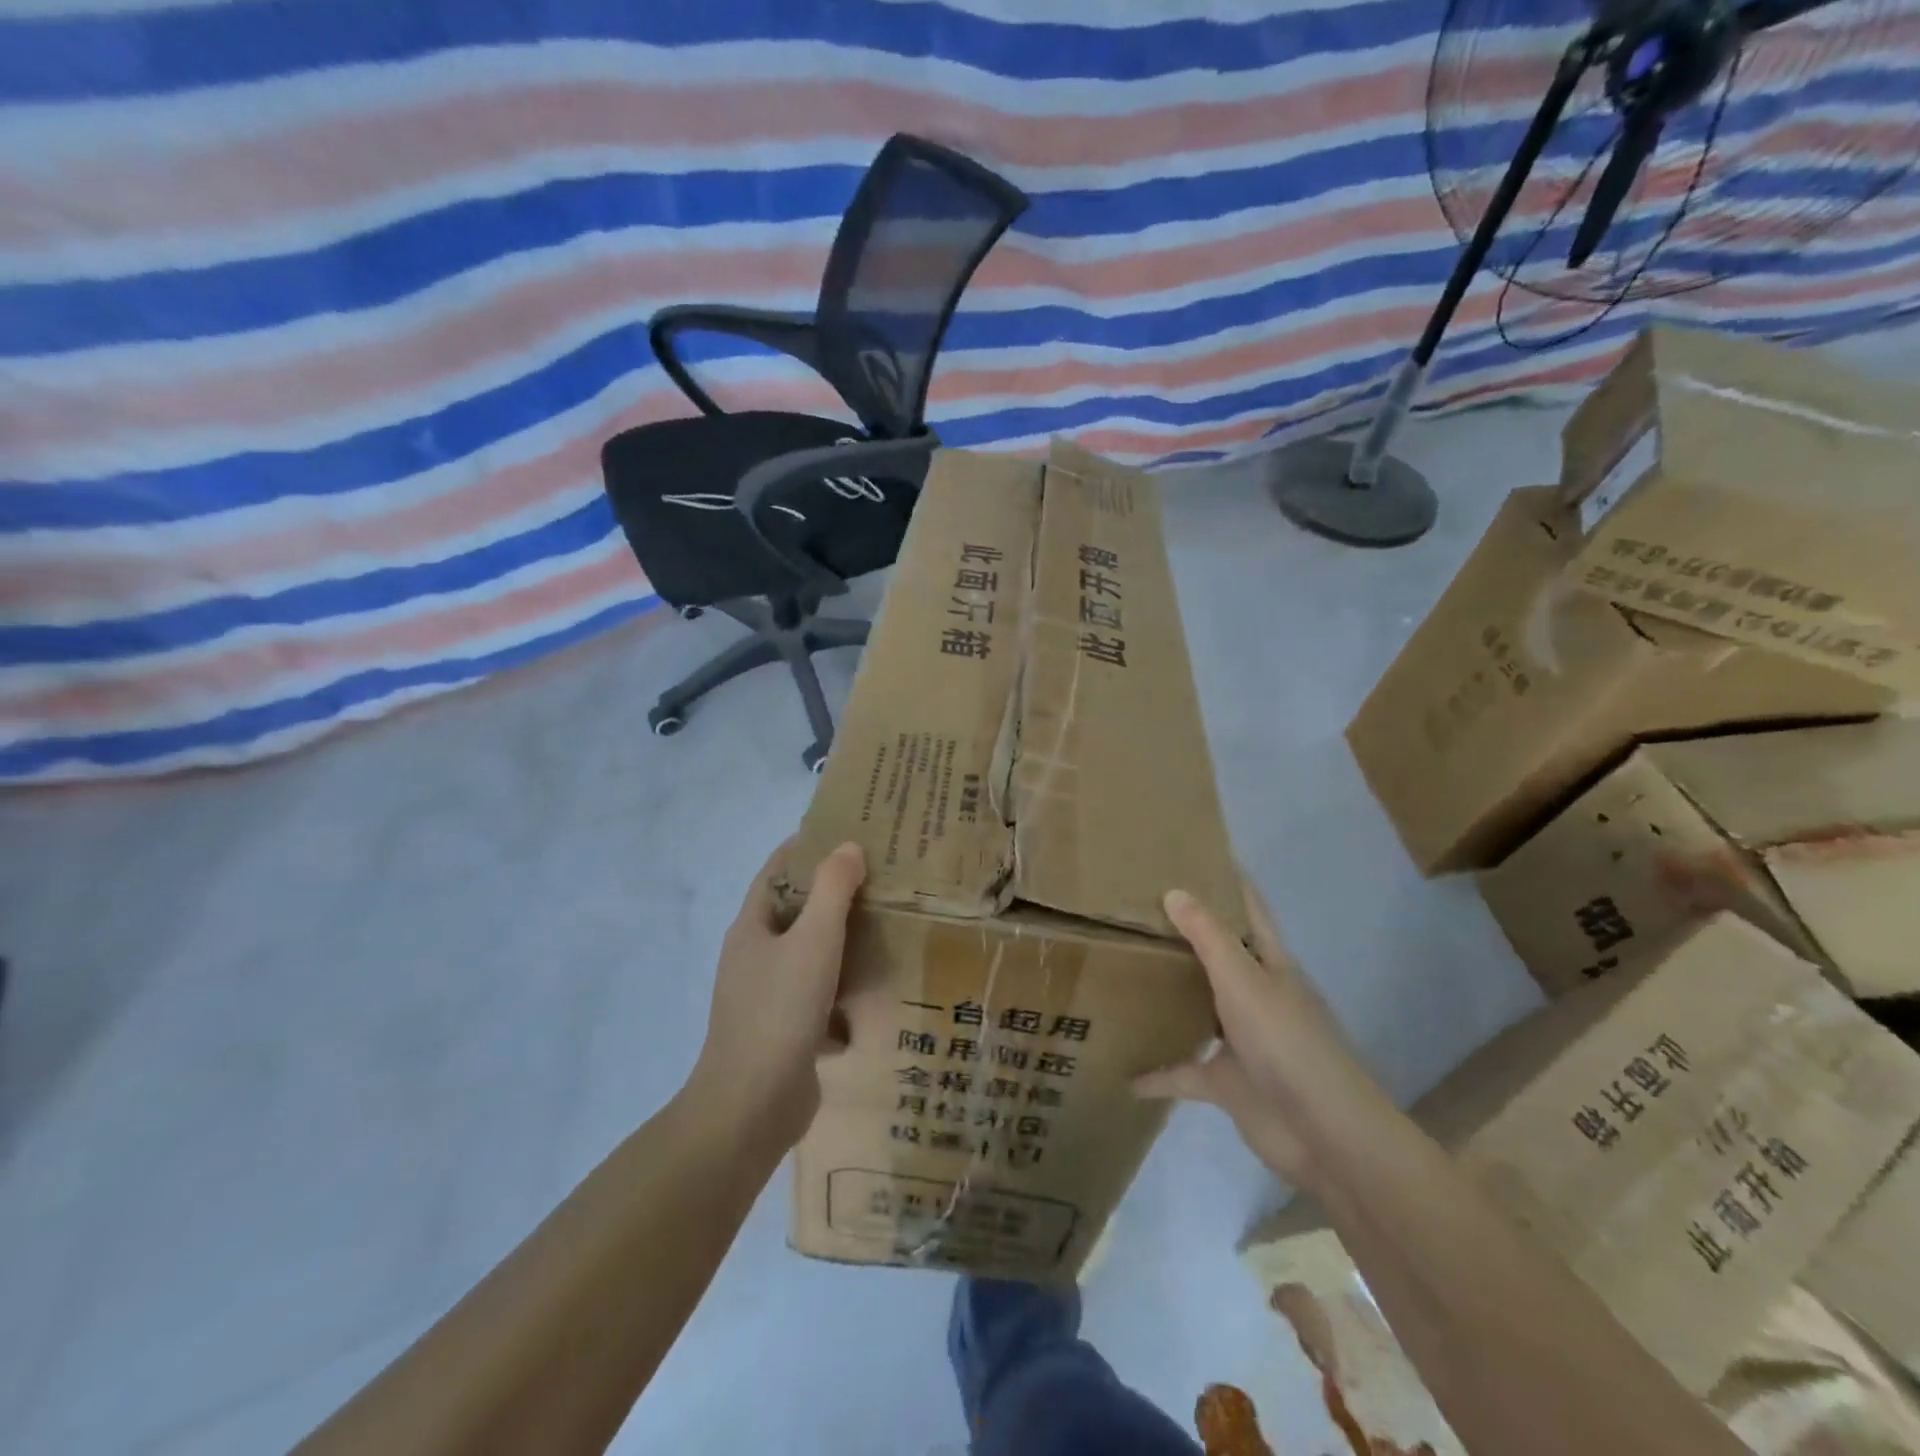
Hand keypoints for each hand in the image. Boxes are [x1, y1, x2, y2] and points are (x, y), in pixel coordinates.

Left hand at [687, 839, 865, 1147]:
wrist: (752, 1106)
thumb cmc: (780, 1010)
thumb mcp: (813, 940)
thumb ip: (833, 890)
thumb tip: (848, 847)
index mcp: (752, 926)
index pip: (777, 869)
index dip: (808, 846)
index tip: (848, 832)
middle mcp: (754, 955)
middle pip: (795, 910)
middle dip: (832, 893)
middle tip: (879, 878)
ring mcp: (765, 995)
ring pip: (808, 953)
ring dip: (839, 940)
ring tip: (884, 925)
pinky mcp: (783, 1029)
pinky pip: (816, 993)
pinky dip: (840, 985)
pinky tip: (872, 987)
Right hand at [1133, 878, 1396, 1190]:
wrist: (1325, 1135)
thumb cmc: (1287, 1045)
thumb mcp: (1244, 982)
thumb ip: (1209, 938)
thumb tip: (1175, 891)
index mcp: (1270, 965)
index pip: (1250, 910)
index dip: (1229, 881)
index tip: (1195, 854)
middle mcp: (1256, 996)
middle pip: (1220, 956)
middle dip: (1185, 935)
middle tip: (1137, 909)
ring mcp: (1243, 1041)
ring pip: (1199, 1009)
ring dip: (1170, 998)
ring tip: (1126, 975)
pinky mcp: (1229, 1082)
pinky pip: (1184, 1072)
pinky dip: (1158, 1073)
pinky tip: (1125, 1072)